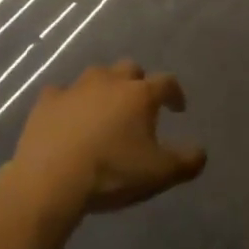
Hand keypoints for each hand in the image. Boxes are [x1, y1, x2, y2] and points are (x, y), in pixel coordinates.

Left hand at [9, 62, 206, 218]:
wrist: (51, 179)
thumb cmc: (112, 173)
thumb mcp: (159, 174)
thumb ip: (187, 161)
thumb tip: (201, 152)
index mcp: (140, 95)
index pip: (166, 83)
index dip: (175, 94)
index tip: (178, 108)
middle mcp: (110, 81)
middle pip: (129, 69)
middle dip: (137, 83)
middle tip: (138, 105)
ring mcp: (75, 88)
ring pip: (96, 76)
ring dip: (104, 88)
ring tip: (103, 110)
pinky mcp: (47, 101)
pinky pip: (61, 94)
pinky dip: (68, 102)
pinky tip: (67, 117)